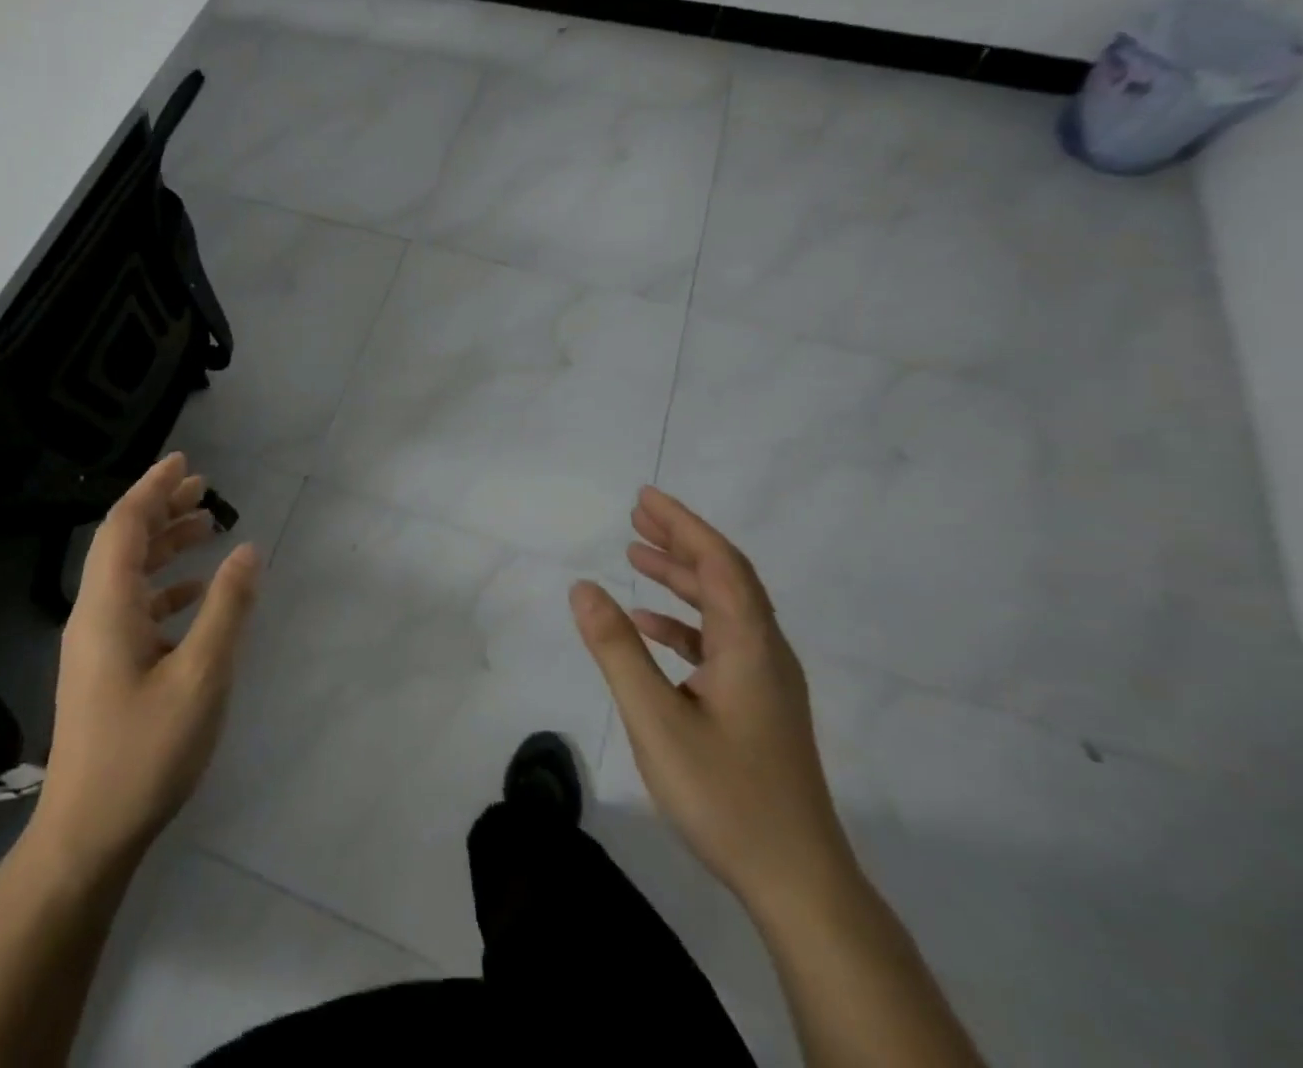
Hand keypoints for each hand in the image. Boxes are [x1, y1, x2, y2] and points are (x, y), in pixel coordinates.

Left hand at [35, 453, 260, 870]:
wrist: (87, 835)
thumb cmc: (145, 752)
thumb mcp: (201, 677)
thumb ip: (226, 609)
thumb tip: (248, 550)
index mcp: (107, 607)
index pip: (125, 525)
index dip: (154, 488)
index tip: (185, 462)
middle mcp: (94, 615)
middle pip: (125, 543)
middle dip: (162, 509)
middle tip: (204, 488)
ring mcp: (96, 644)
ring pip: (129, 574)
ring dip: (165, 545)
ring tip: (206, 527)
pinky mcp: (104, 668)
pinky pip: (134, 607)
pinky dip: (164, 587)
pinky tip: (194, 592)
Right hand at [570, 487, 853, 914]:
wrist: (798, 883)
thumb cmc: (725, 795)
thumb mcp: (656, 719)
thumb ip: (617, 649)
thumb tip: (583, 587)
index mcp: (750, 646)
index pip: (719, 563)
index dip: (683, 524)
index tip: (645, 497)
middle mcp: (766, 652)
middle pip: (725, 577)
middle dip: (681, 540)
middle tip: (636, 515)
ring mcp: (766, 681)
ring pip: (724, 608)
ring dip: (682, 577)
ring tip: (637, 554)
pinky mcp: (759, 706)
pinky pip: (721, 642)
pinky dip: (685, 621)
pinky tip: (651, 626)